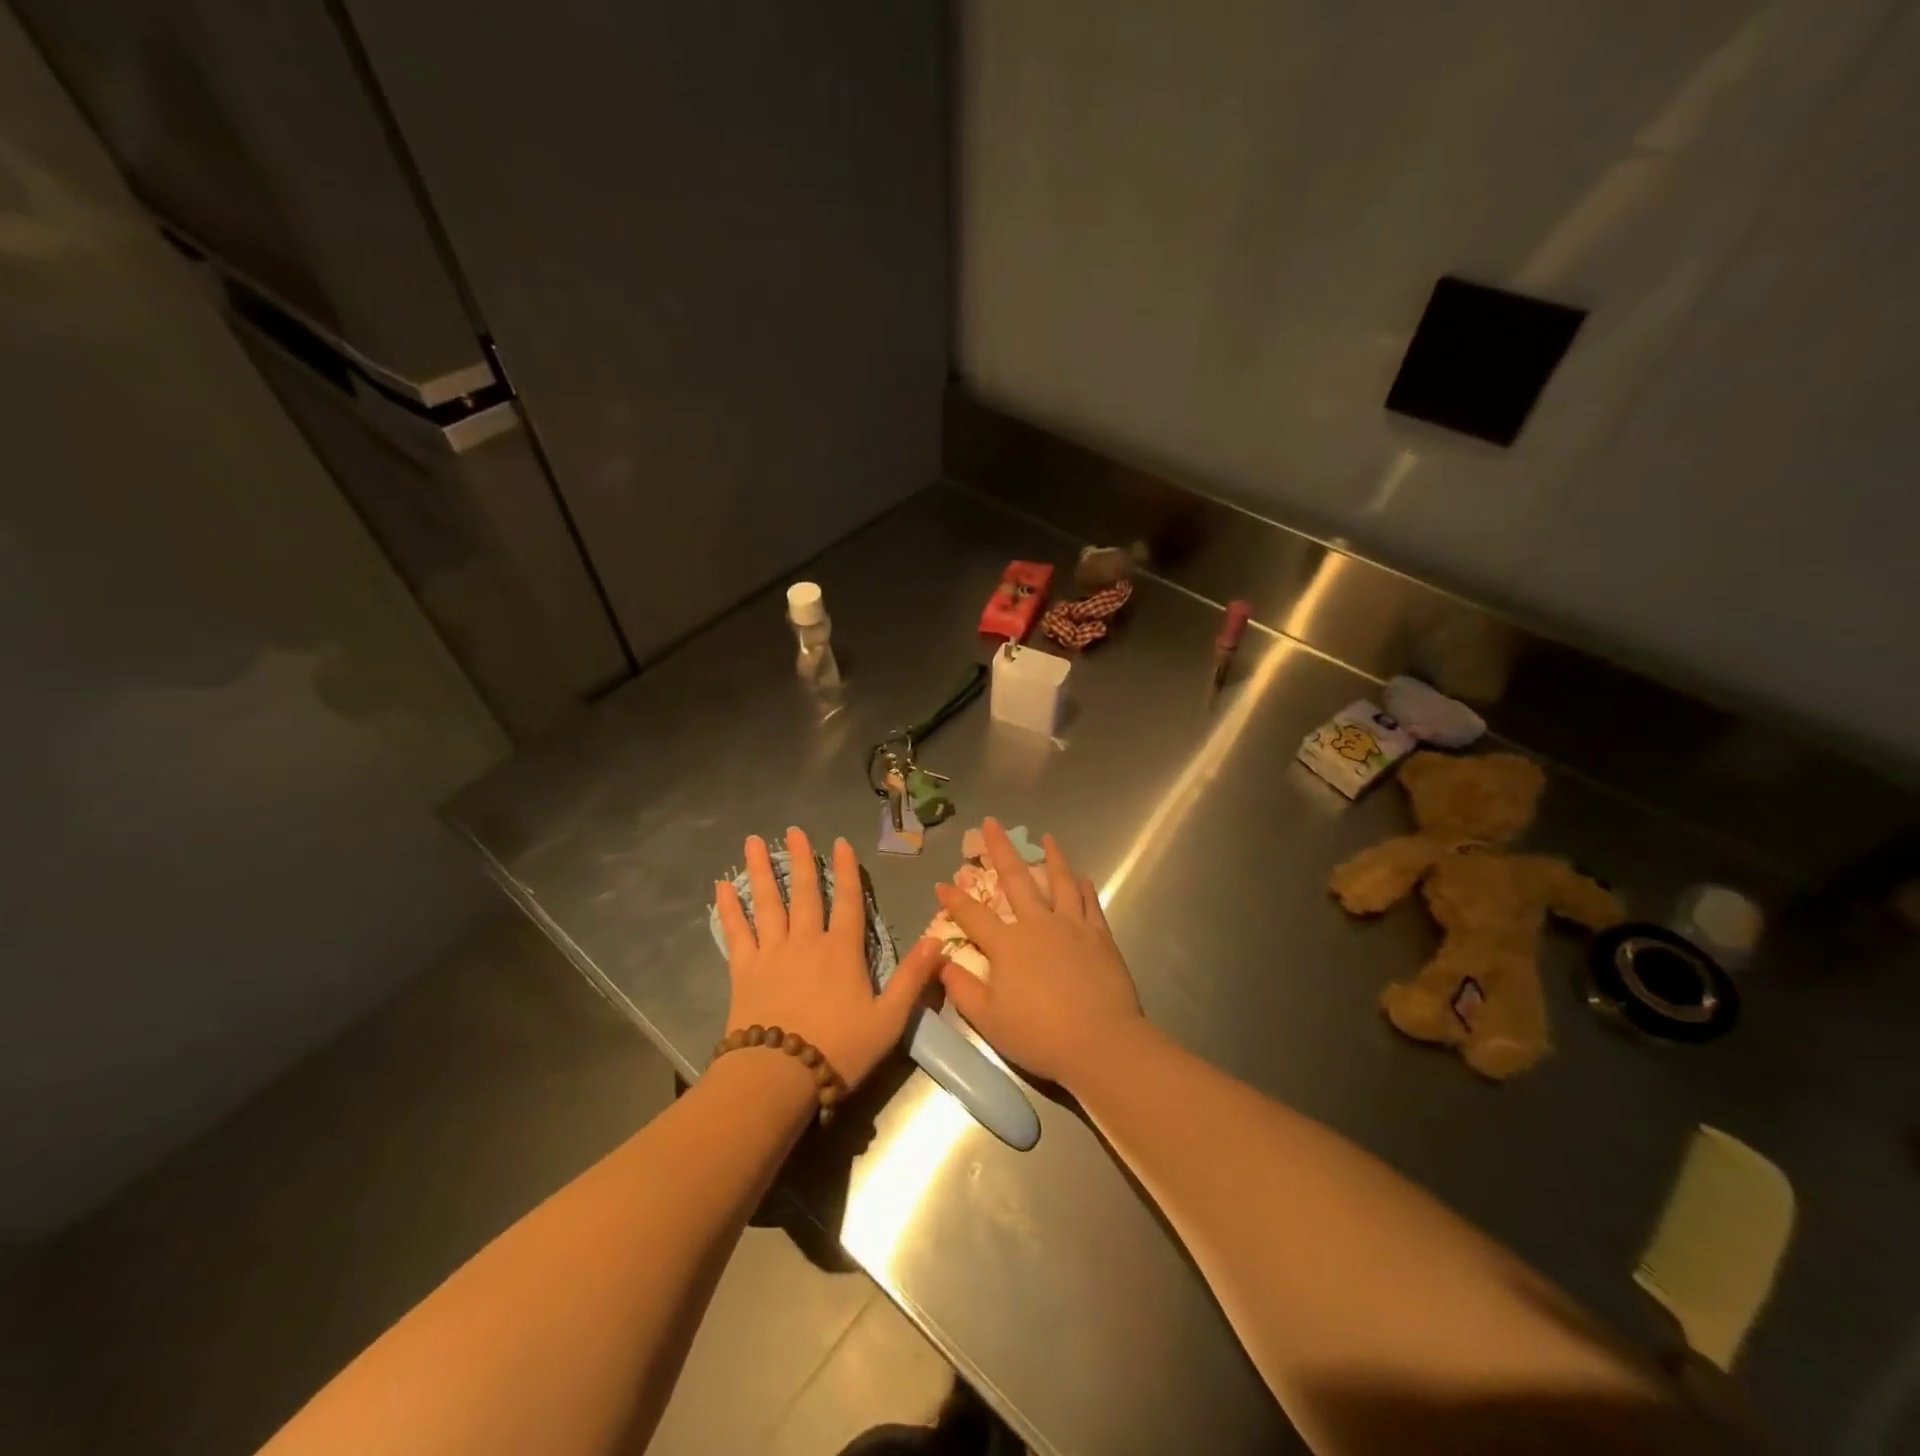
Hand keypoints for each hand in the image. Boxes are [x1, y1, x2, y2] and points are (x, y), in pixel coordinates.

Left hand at [715, 828, 941, 1090]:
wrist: (779, 1076)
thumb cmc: (840, 1049)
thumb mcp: (889, 1019)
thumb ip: (913, 978)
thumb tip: (939, 940)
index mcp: (842, 951)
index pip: (848, 901)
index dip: (846, 871)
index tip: (840, 843)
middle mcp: (807, 941)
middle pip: (804, 892)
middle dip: (799, 859)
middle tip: (793, 830)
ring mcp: (772, 953)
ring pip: (767, 902)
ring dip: (760, 870)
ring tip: (752, 842)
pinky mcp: (744, 970)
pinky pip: (735, 932)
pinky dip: (727, 908)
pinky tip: (720, 887)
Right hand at [934, 819, 1143, 1087]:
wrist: (1100, 1042)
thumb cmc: (1039, 1035)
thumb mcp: (988, 1019)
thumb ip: (962, 988)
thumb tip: (940, 963)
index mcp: (1007, 945)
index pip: (973, 915)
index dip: (955, 899)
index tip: (941, 883)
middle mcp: (1037, 924)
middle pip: (1016, 879)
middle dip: (1000, 849)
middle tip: (991, 822)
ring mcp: (1072, 926)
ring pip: (1059, 882)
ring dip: (1051, 857)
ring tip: (1047, 837)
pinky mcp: (1099, 936)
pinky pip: (1090, 904)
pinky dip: (1084, 888)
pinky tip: (1083, 877)